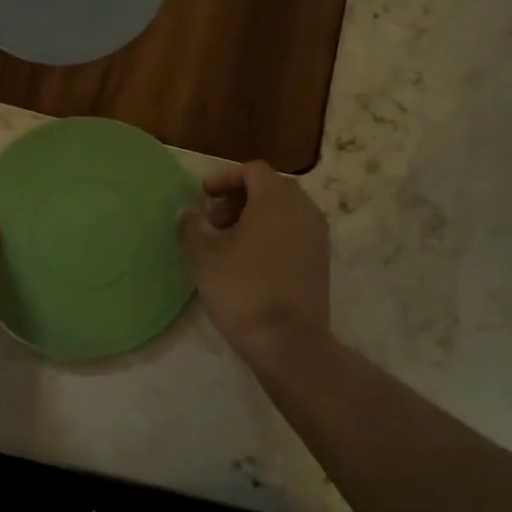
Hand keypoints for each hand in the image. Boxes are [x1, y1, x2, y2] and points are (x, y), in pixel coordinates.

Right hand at [178, 161, 329, 363]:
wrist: (288, 341)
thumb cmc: (242, 288)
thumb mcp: (203, 255)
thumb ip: (192, 225)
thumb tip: (190, 212)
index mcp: (277, 197)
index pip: (252, 170)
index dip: (224, 178)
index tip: (203, 196)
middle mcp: (303, 208)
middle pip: (269, 188)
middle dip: (237, 199)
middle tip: (212, 222)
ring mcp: (317, 235)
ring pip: (282, 211)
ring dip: (253, 218)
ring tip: (227, 244)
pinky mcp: (321, 260)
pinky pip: (293, 233)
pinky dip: (271, 235)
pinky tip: (248, 262)